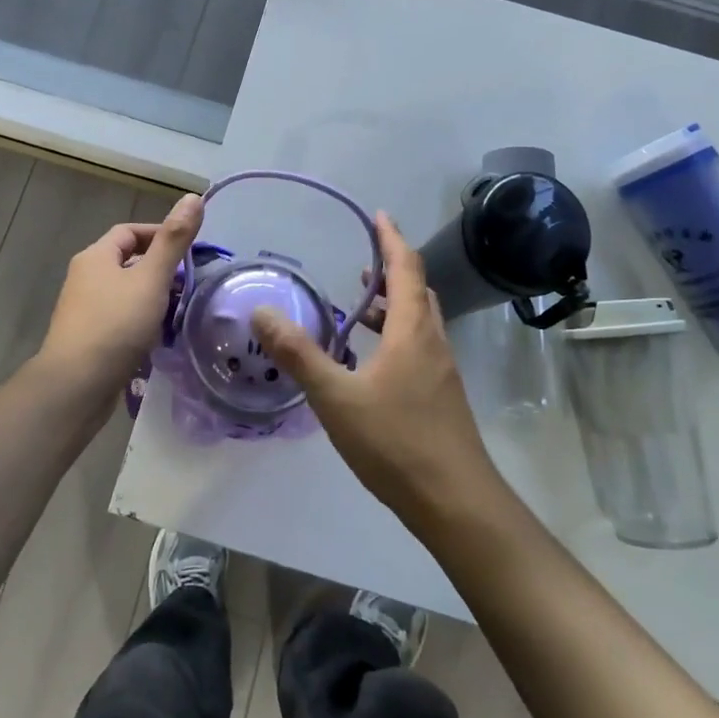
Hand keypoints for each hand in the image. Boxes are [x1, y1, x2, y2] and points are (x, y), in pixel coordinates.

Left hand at [34, 193, 203, 408]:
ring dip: (152, 298)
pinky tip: (158, 337)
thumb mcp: (151, 278)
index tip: (189, 253)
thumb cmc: (115, 324)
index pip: (130, 231)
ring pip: (126, 292)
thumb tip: (193, 196)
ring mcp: (84, 309)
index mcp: (96, 256)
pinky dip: (141, 322)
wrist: (76, 385)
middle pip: (128, 262)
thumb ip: (174, 240)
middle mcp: (85, 277)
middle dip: (160, 270)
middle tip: (189, 284)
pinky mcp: (88, 338)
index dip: (160, 235)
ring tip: (179, 311)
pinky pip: (120, 319)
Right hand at [251, 212, 503, 529]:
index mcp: (412, 330)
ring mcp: (441, 371)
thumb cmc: (396, 442)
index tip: (379, 214)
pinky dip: (396, 335)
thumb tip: (262, 312)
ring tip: (361, 307)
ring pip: (419, 321)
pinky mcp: (442, 396)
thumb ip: (298, 353)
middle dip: (392, 269)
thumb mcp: (336, 397)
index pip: (405, 268)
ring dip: (393, 304)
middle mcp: (433, 341)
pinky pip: (419, 346)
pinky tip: (371, 362)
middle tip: (363, 261)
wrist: (456, 503)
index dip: (391, 238)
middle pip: (417, 290)